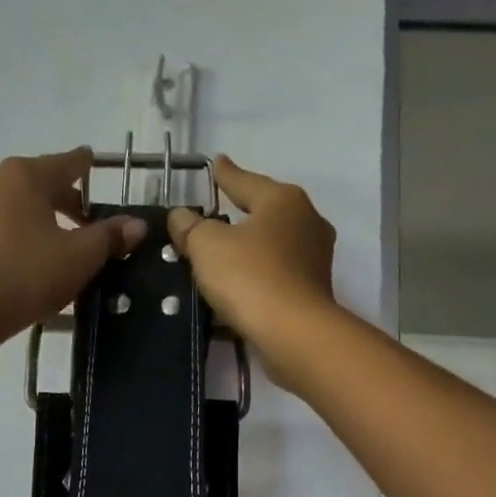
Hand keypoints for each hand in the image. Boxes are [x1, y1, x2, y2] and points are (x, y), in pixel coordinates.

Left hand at [0, 149, 145, 333]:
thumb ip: (110, 236)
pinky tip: (41, 259)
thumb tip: (138, 225)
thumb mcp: (81, 255)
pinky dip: (27, 235)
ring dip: (48, 220)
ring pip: (23, 206)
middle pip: (44, 183)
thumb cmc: (30, 272)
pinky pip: (7, 226)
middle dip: (70, 202)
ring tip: (70, 246)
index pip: (68, 162)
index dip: (88, 166)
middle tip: (94, 224)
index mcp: (26, 174)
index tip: (97, 165)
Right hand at [167, 157, 336, 384]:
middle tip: (216, 211)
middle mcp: (307, 222)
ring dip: (249, 249)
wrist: (294, 334)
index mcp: (283, 200)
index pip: (246, 181)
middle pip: (265, 212)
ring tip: (221, 253)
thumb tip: (180, 216)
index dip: (226, 174)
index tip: (216, 162)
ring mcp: (314, 259)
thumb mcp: (207, 245)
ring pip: (272, 245)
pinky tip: (237, 286)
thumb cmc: (250, 276)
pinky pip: (276, 275)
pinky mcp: (313, 291)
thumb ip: (190, 227)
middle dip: (241, 213)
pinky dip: (257, 276)